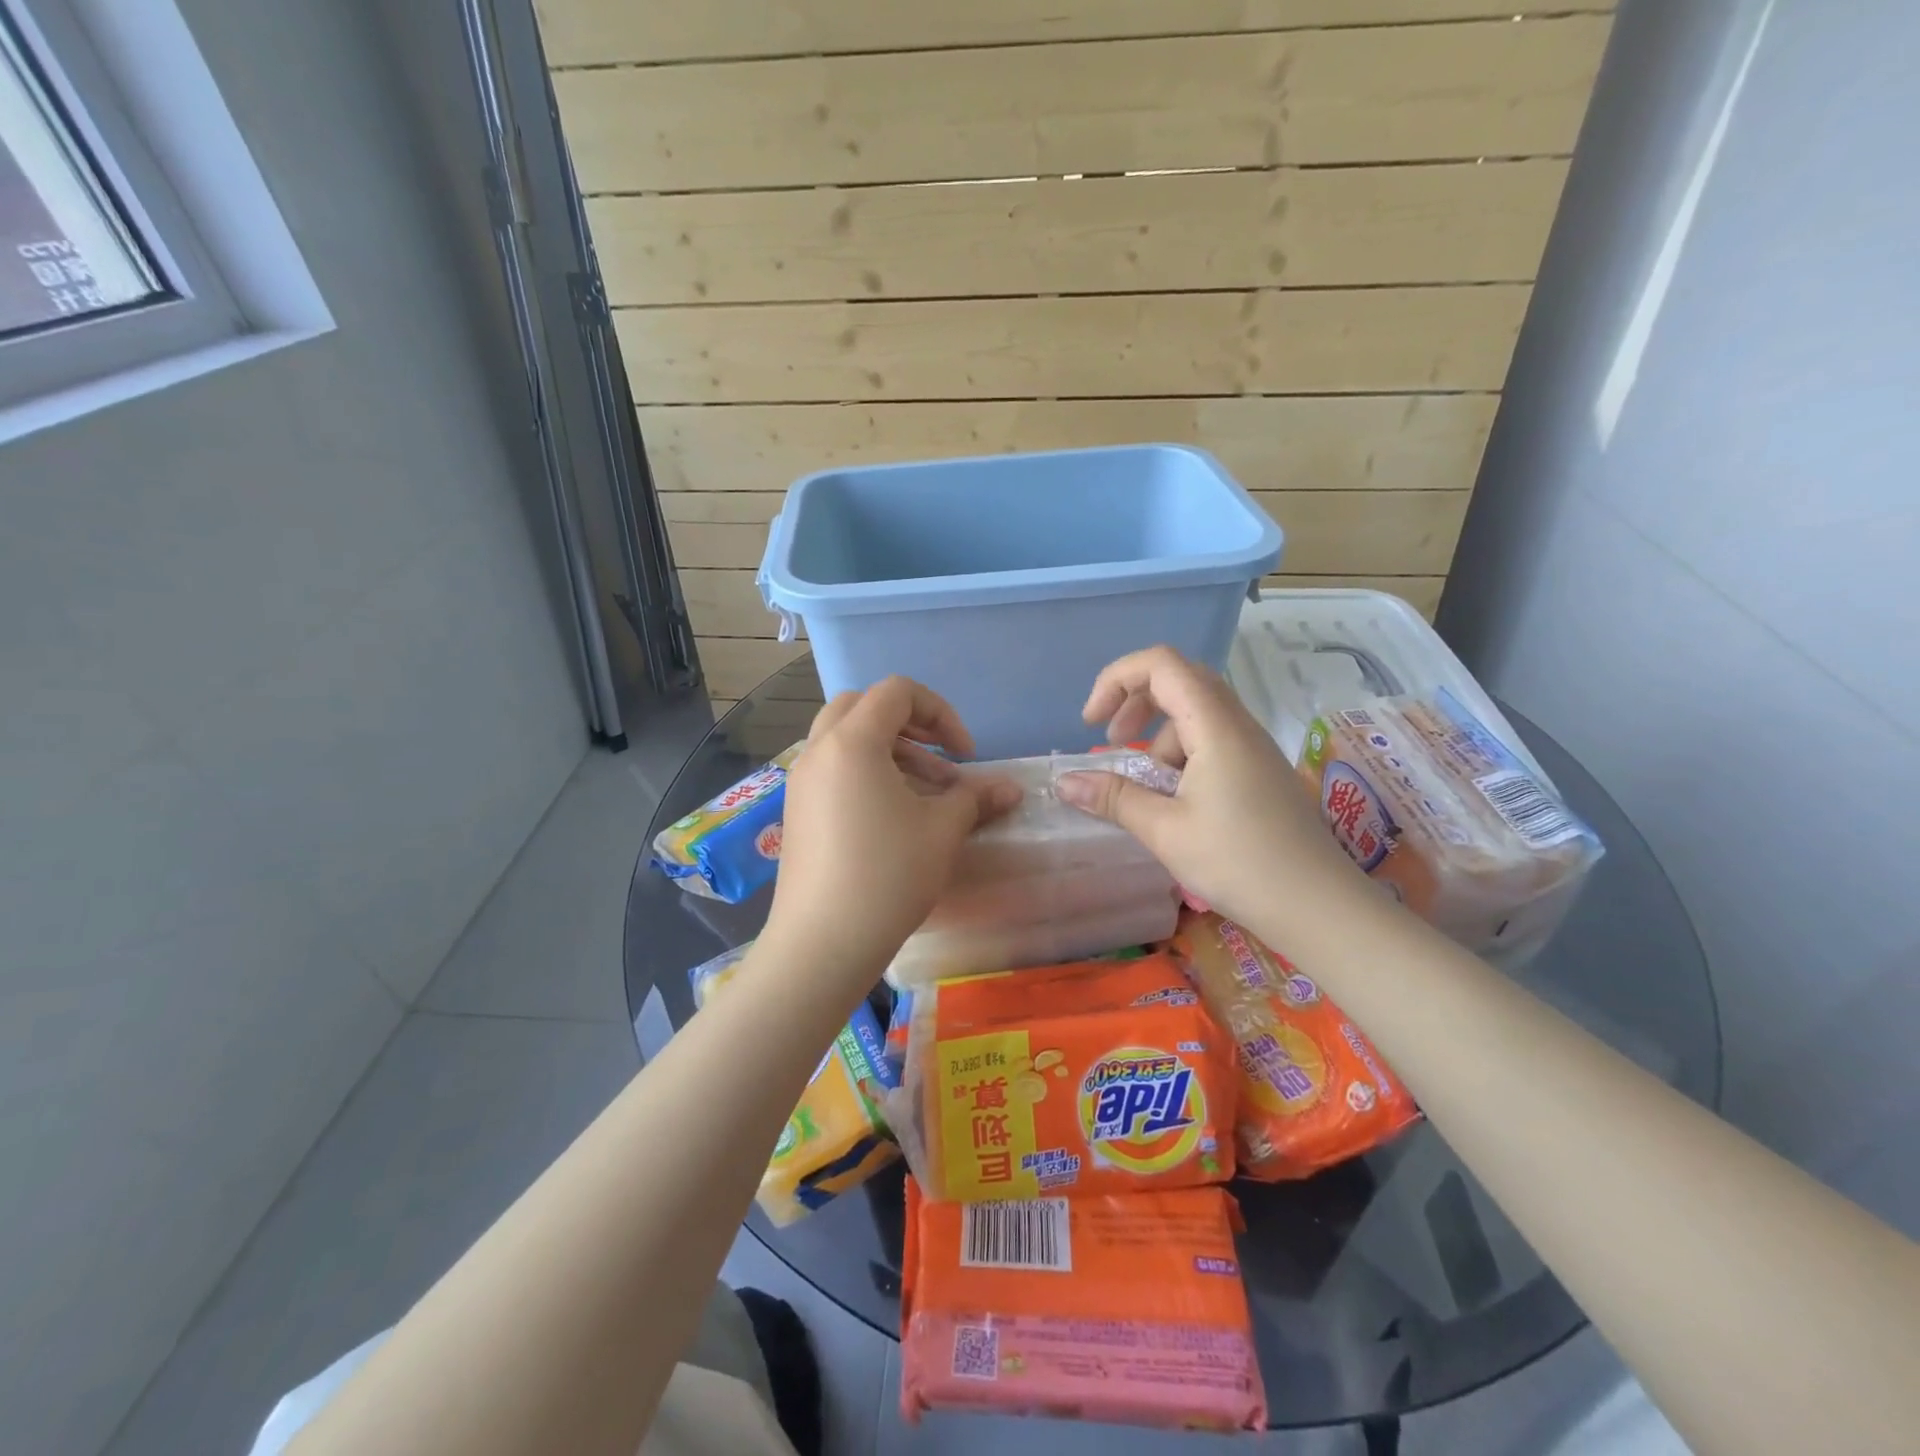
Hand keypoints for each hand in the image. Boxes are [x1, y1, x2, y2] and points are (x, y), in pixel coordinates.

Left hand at [761, 677, 1020, 991]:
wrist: (822, 943)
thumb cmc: (888, 875)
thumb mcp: (942, 831)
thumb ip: (976, 798)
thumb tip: (1012, 789)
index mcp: (852, 741)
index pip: (897, 692)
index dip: (940, 712)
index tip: (963, 754)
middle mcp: (819, 750)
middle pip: (862, 706)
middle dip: (908, 724)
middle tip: (937, 757)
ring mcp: (801, 781)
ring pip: (845, 739)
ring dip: (887, 750)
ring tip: (924, 794)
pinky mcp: (796, 811)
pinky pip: (832, 769)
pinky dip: (864, 773)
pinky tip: (891, 817)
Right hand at [1055, 646, 1378, 944]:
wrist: (1319, 906)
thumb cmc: (1238, 863)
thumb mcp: (1164, 830)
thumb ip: (1113, 798)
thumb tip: (1064, 782)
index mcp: (1215, 725)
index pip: (1161, 664)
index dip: (1116, 679)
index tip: (1093, 724)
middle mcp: (1237, 724)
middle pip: (1180, 680)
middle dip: (1134, 701)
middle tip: (1111, 740)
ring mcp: (1254, 747)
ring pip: (1196, 712)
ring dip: (1157, 734)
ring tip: (1143, 785)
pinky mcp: (1260, 771)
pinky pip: (1212, 740)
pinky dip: (1180, 755)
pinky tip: (1174, 800)